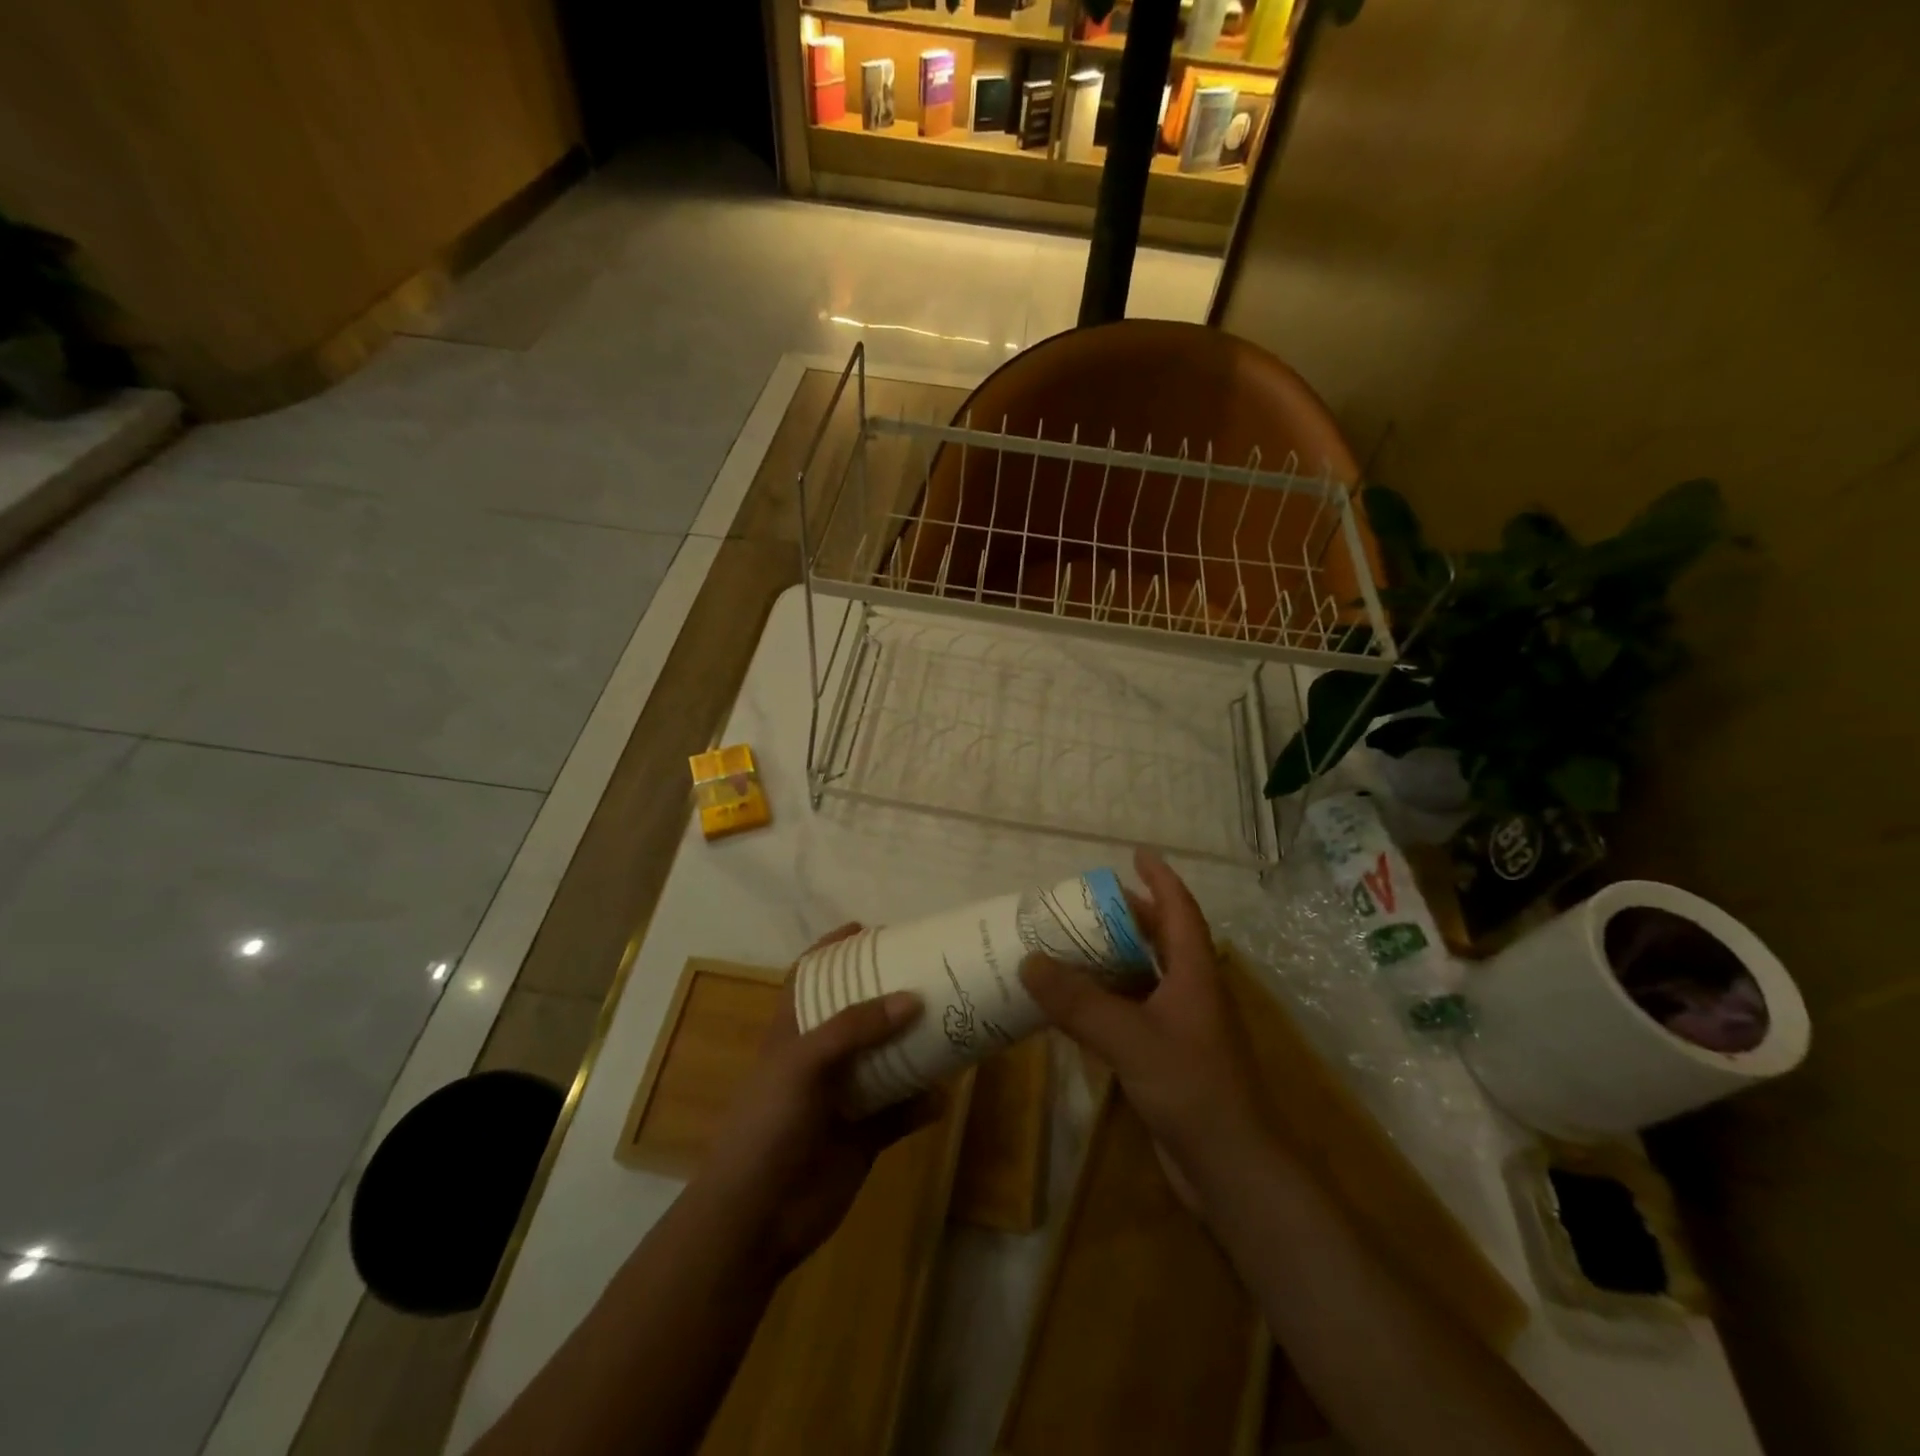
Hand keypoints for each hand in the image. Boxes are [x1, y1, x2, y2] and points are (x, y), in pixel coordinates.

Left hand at [694, 925, 938, 1275]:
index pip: (810, 978)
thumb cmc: (768, 1125)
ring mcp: (844, 1098)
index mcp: (794, 1032)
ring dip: (916, 1046)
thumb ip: (854, 1028)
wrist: (756, 1219)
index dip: (834, 952)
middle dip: (890, 994)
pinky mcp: (864, 1136)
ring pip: (888, 1061)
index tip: (871, 931)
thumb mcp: (802, 1062)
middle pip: (859, 1015)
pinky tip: (945, 1093)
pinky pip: (902, 1112)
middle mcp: (821, 1059)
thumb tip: (912, 999)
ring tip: (952, 1021)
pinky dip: (923, 1103)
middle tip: (929, 972)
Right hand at [1021, 850, 1273, 1208]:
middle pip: (1162, 939)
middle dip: (1130, 916)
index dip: (1160, 878)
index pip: (1180, 910)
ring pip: (1146, 977)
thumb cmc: (1193, 1090)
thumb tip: (1029, 961)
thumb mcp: (1131, 1039)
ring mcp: (1183, 1027)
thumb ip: (1080, 1003)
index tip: (1136, 853)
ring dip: (1115, 958)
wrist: (1233, 1171)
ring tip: (1073, 944)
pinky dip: (1108, 999)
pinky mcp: (1170, 1058)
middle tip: (1086, 902)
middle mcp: (1192, 992)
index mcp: (1195, 974)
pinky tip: (1078, 1006)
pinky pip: (1134, 1012)